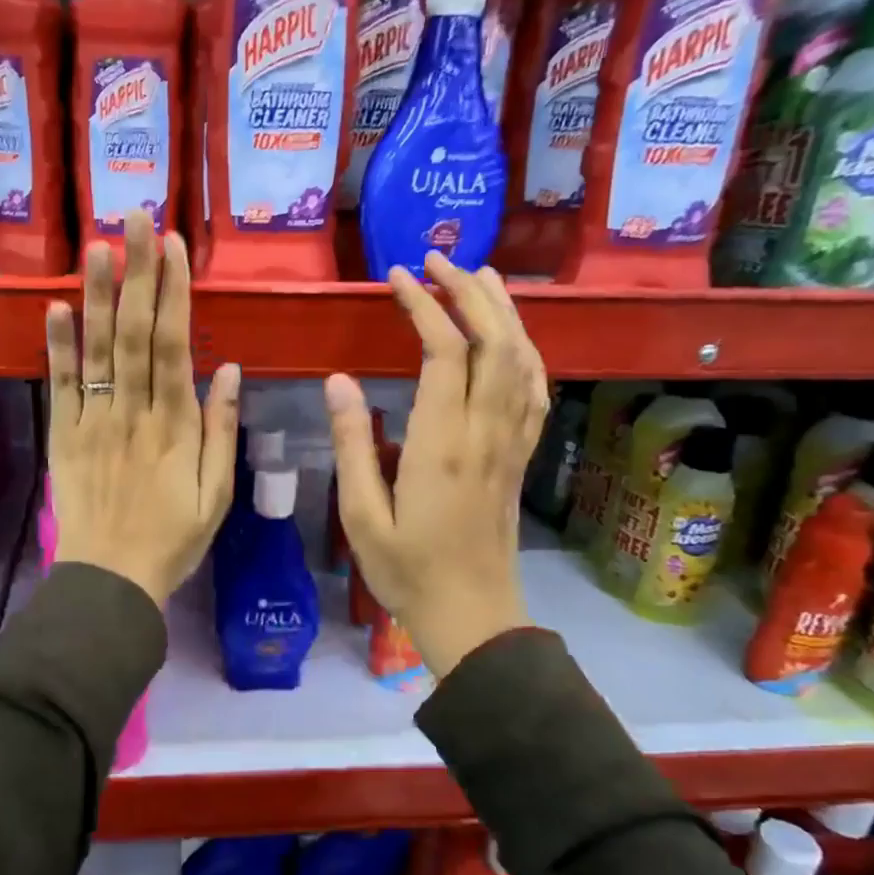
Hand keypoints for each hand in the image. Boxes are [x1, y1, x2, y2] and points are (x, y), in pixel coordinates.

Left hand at [45, 211, 240, 607]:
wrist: (110, 580)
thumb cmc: (173, 539)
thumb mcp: (217, 495)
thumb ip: (221, 430)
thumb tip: (228, 368)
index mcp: (174, 425)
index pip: (173, 345)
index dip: (173, 292)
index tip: (172, 246)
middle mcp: (132, 412)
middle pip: (133, 332)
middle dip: (136, 272)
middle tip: (135, 219)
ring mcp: (93, 420)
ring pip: (96, 349)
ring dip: (96, 294)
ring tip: (96, 245)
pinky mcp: (64, 434)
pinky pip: (60, 384)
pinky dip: (56, 345)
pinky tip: (54, 305)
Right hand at [326, 254, 548, 678]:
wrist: (472, 615)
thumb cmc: (406, 569)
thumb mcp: (360, 514)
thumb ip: (351, 444)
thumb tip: (337, 381)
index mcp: (441, 445)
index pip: (444, 352)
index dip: (424, 305)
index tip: (397, 277)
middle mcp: (484, 433)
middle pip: (494, 342)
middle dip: (468, 291)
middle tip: (438, 259)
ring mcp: (511, 443)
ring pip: (522, 359)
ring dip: (503, 311)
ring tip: (478, 277)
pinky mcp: (521, 456)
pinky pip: (535, 390)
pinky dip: (526, 350)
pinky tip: (513, 337)